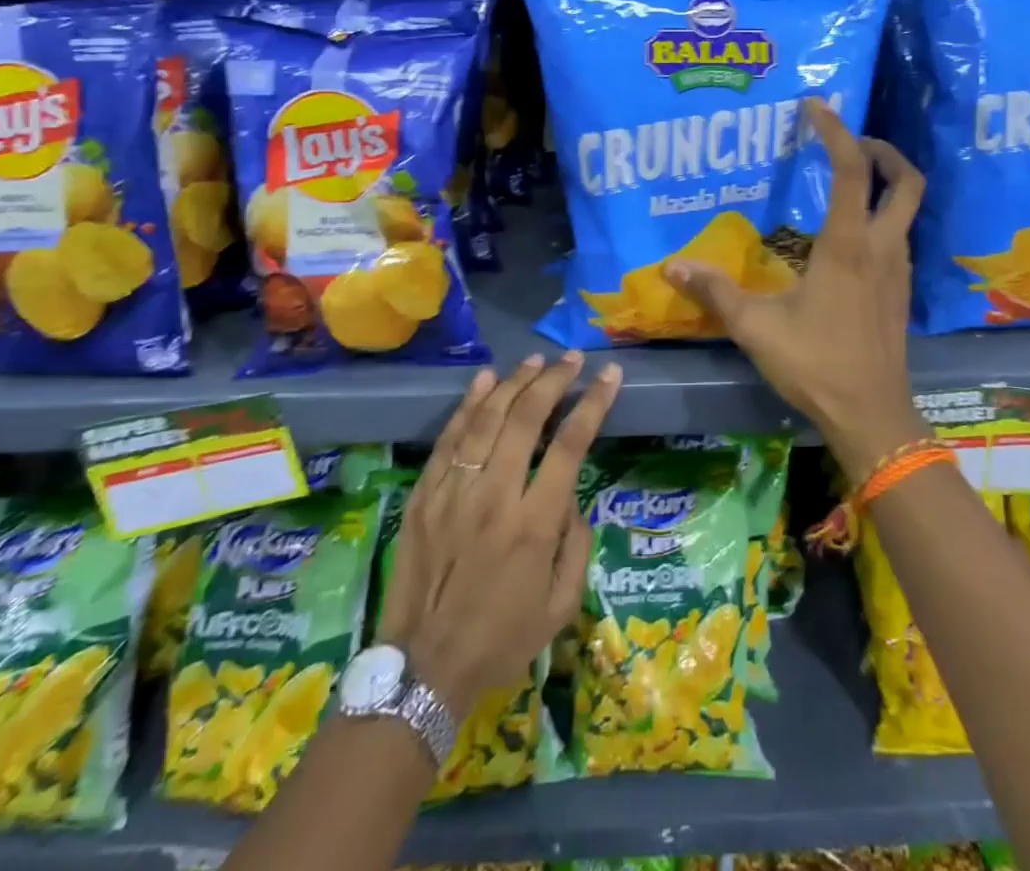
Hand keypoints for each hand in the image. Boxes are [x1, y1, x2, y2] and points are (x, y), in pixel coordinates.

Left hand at [376, 353, 619, 719]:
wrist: (422, 670)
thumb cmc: (500, 641)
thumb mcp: (560, 607)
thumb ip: (576, 546)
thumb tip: (572, 498)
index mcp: (534, 525)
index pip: (570, 445)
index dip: (592, 404)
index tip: (608, 376)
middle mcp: (495, 497)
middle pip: (526, 418)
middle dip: (554, 380)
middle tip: (572, 359)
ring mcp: (454, 492)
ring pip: (486, 419)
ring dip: (514, 382)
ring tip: (535, 359)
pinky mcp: (424, 495)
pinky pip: (449, 439)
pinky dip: (468, 404)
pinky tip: (485, 379)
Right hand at [666, 98, 926, 479]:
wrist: (872, 415)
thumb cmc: (815, 365)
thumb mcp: (756, 328)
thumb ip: (715, 292)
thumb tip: (672, 266)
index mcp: (847, 245)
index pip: (851, 170)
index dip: (836, 131)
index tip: (817, 106)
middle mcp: (881, 247)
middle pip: (905, 180)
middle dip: (883, 150)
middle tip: (850, 142)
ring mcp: (898, 270)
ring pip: (907, 208)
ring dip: (886, 183)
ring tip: (847, 181)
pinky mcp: (901, 291)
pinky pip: (899, 235)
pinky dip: (882, 216)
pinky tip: (849, 237)